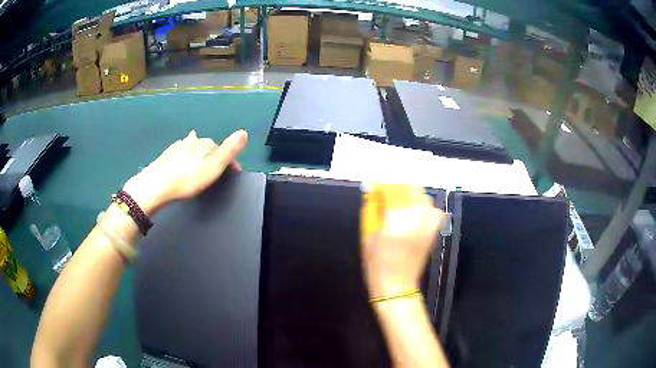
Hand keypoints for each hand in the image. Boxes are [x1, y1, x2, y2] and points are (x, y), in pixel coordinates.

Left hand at [123, 129, 247, 213]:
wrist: (156, 184)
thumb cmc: (187, 179)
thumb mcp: (213, 167)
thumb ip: (229, 151)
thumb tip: (243, 132)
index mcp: (206, 144)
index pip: (223, 149)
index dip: (230, 161)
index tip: (232, 174)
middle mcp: (193, 141)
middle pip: (209, 147)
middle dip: (215, 156)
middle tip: (215, 173)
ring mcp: (179, 145)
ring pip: (195, 147)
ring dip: (201, 154)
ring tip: (202, 163)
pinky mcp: (168, 153)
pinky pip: (183, 149)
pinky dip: (187, 152)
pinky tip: (184, 153)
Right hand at [362, 193, 444, 297]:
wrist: (397, 286)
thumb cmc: (377, 264)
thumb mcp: (367, 237)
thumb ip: (371, 211)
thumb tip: (373, 193)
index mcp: (396, 221)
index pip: (392, 190)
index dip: (381, 185)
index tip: (374, 186)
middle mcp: (416, 219)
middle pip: (410, 190)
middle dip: (396, 189)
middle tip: (386, 195)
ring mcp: (428, 225)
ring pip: (423, 198)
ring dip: (411, 196)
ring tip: (401, 203)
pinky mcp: (433, 232)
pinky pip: (434, 211)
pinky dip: (425, 207)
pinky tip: (416, 213)